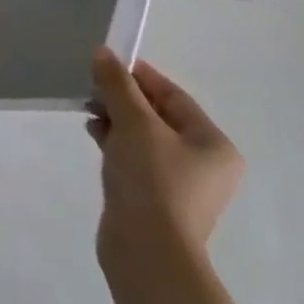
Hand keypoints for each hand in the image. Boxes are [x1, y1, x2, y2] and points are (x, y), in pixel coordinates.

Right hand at [88, 48, 242, 268]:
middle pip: (158, 115)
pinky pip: (136, 158)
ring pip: (144, 137)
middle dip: (123, 99)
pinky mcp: (157, 198)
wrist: (148, 250)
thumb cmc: (152, 179)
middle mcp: (205, 163)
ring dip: (116, 120)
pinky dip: (116, 143)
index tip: (104, 63)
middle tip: (91, 89)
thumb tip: (103, 53)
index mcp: (213, 144)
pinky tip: (95, 136)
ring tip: (89, 114)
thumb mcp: (134, 123)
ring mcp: (182, 184)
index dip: (138, 75)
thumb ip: (118, 85)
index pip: (173, 95)